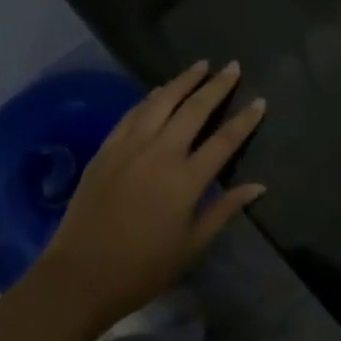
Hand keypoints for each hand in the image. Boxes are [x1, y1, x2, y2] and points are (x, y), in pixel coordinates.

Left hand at [37, 61, 266, 327]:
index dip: (245, 119)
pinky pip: (132, 114)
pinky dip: (150, 97)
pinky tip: (160, 90)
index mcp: (186, 180)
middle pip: (194, 109)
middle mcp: (160, 153)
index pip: (225, 140)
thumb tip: (258, 186)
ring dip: (183, 81)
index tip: (261, 101)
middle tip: (233, 67)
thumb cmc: (143, 268)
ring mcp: (130, 147)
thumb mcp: (192, 246)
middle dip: (217, 86)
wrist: (80, 275)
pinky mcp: (106, 149)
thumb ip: (225, 210)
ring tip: (200, 65)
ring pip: (161, 101)